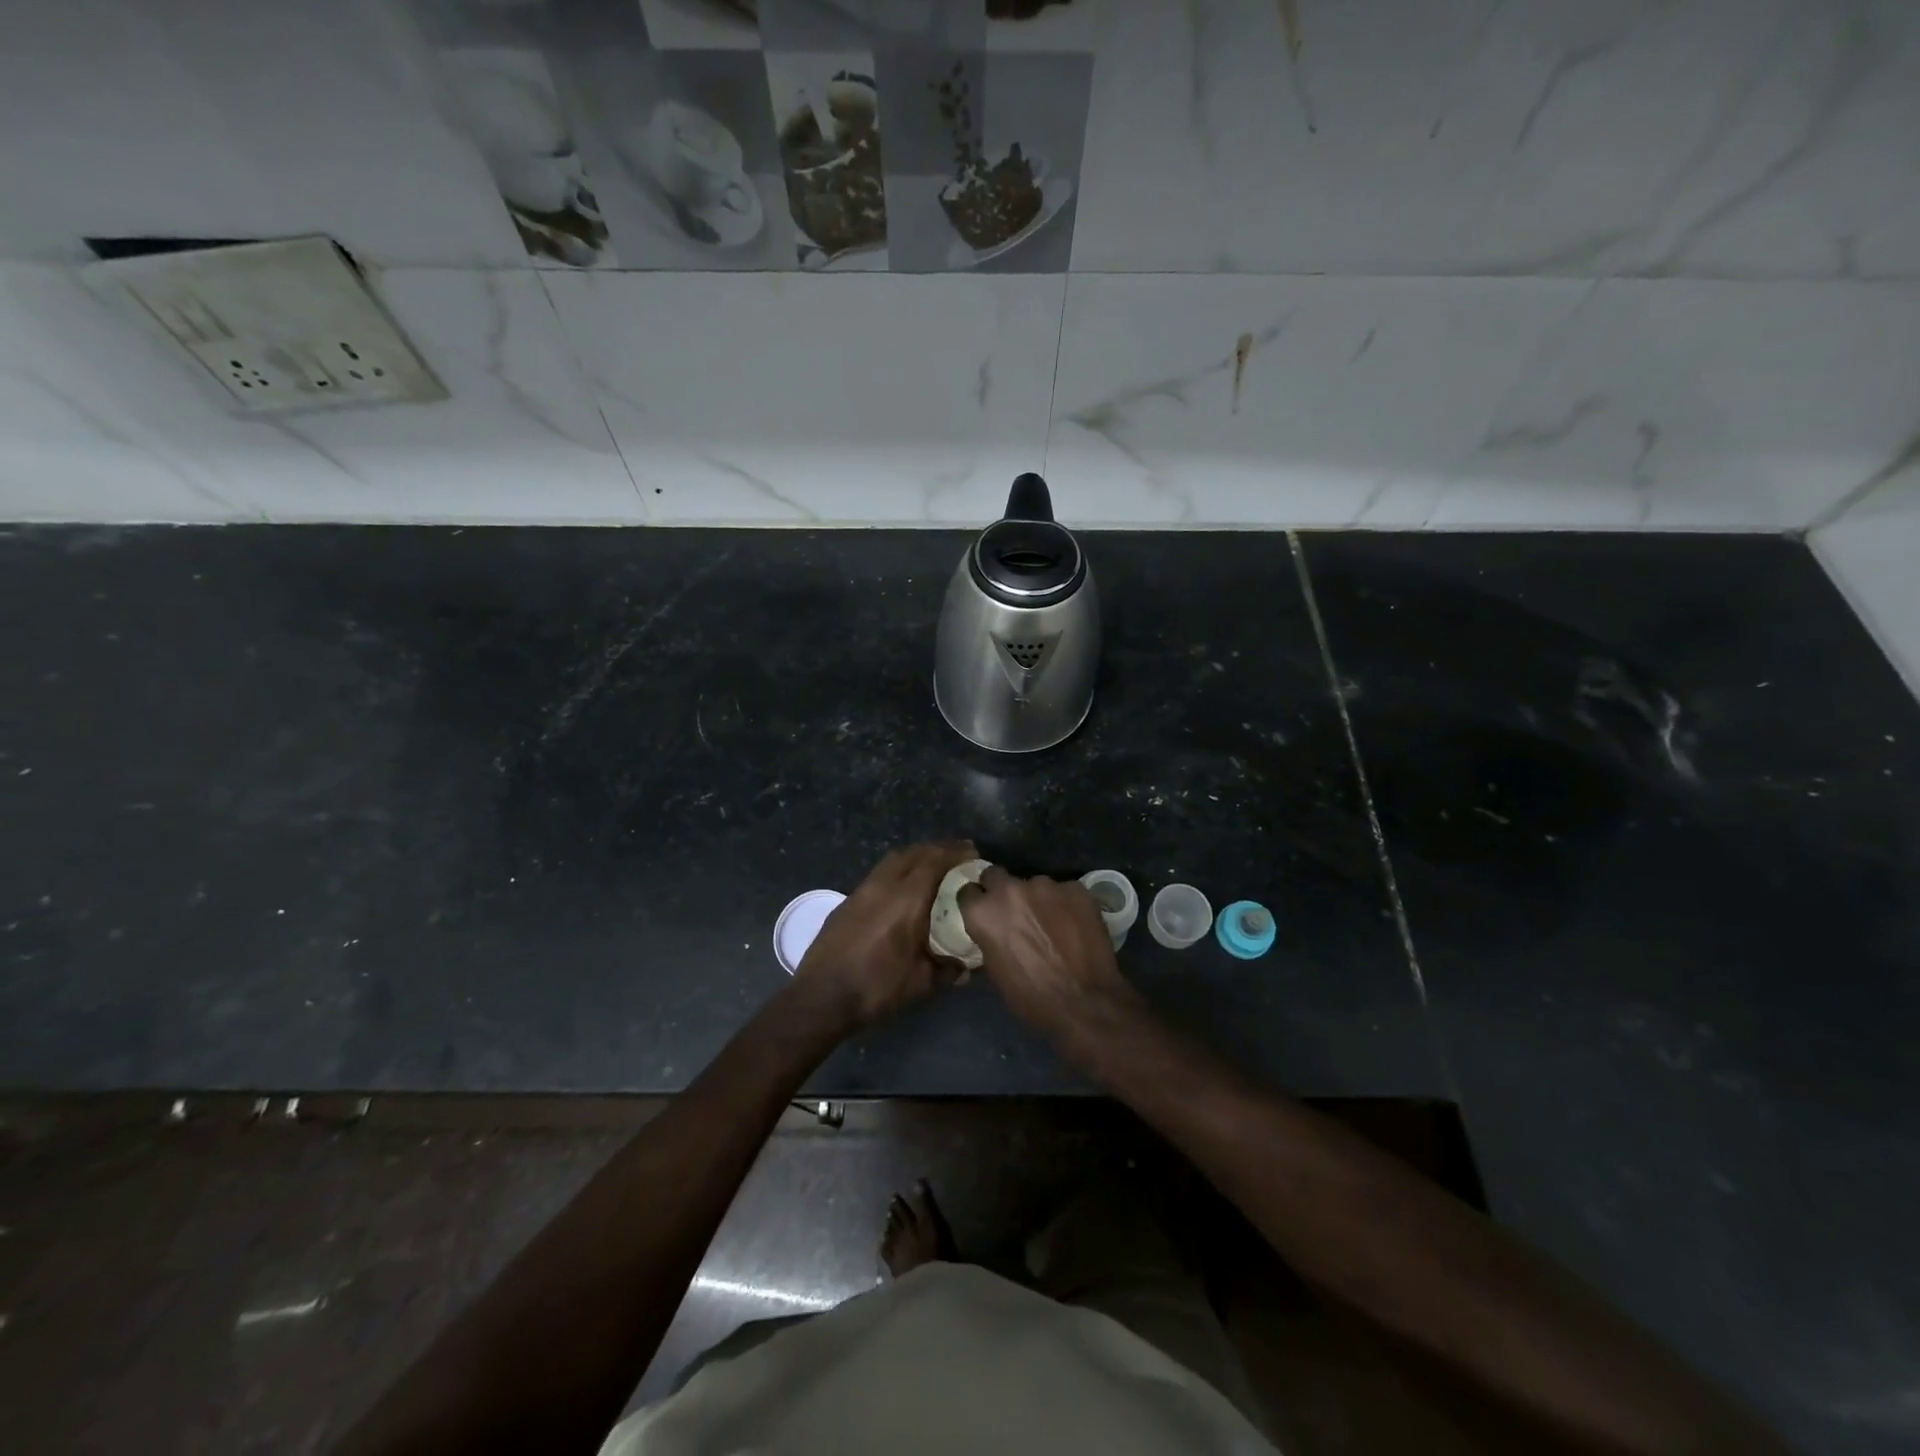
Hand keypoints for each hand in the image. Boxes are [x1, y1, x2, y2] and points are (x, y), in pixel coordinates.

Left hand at [795, 840, 977, 1029]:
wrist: (821, 998)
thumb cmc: (876, 987)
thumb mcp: (921, 983)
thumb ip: (948, 970)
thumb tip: (966, 967)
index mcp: (906, 899)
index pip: (934, 861)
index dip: (955, 853)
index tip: (972, 852)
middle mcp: (883, 886)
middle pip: (913, 853)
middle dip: (937, 849)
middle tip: (956, 854)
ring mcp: (861, 892)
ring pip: (892, 861)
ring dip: (914, 857)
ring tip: (931, 865)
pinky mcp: (846, 903)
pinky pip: (877, 875)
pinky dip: (896, 871)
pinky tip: (901, 889)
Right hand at [958, 868, 1139, 1041]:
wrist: (1084, 1003)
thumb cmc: (1031, 997)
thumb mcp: (995, 970)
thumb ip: (989, 938)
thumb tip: (993, 931)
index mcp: (984, 911)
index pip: (968, 891)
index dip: (976, 903)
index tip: (984, 913)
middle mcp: (1010, 889)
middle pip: (996, 875)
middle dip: (1001, 890)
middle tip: (1013, 912)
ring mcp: (1046, 885)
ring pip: (1034, 884)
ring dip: (1037, 899)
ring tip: (1051, 923)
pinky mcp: (1076, 888)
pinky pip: (1064, 891)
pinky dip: (1065, 905)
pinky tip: (1074, 925)